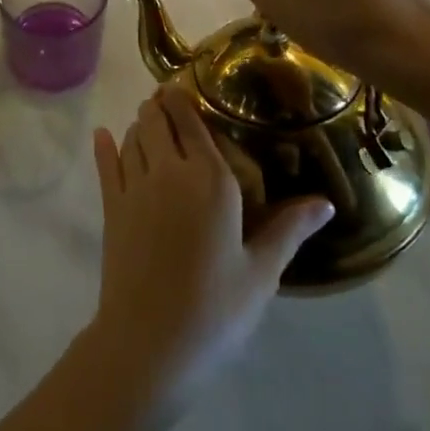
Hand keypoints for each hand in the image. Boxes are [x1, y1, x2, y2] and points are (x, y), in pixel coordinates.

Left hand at [86, 87, 331, 428]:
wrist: (149, 344)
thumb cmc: (215, 309)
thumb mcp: (260, 272)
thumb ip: (289, 229)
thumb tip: (327, 202)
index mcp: (211, 179)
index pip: (193, 121)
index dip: (185, 99)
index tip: (186, 86)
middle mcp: (169, 170)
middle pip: (157, 119)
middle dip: (161, 106)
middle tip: (168, 101)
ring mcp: (135, 186)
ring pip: (133, 136)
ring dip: (140, 124)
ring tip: (148, 119)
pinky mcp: (112, 207)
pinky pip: (106, 164)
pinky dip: (105, 146)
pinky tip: (102, 135)